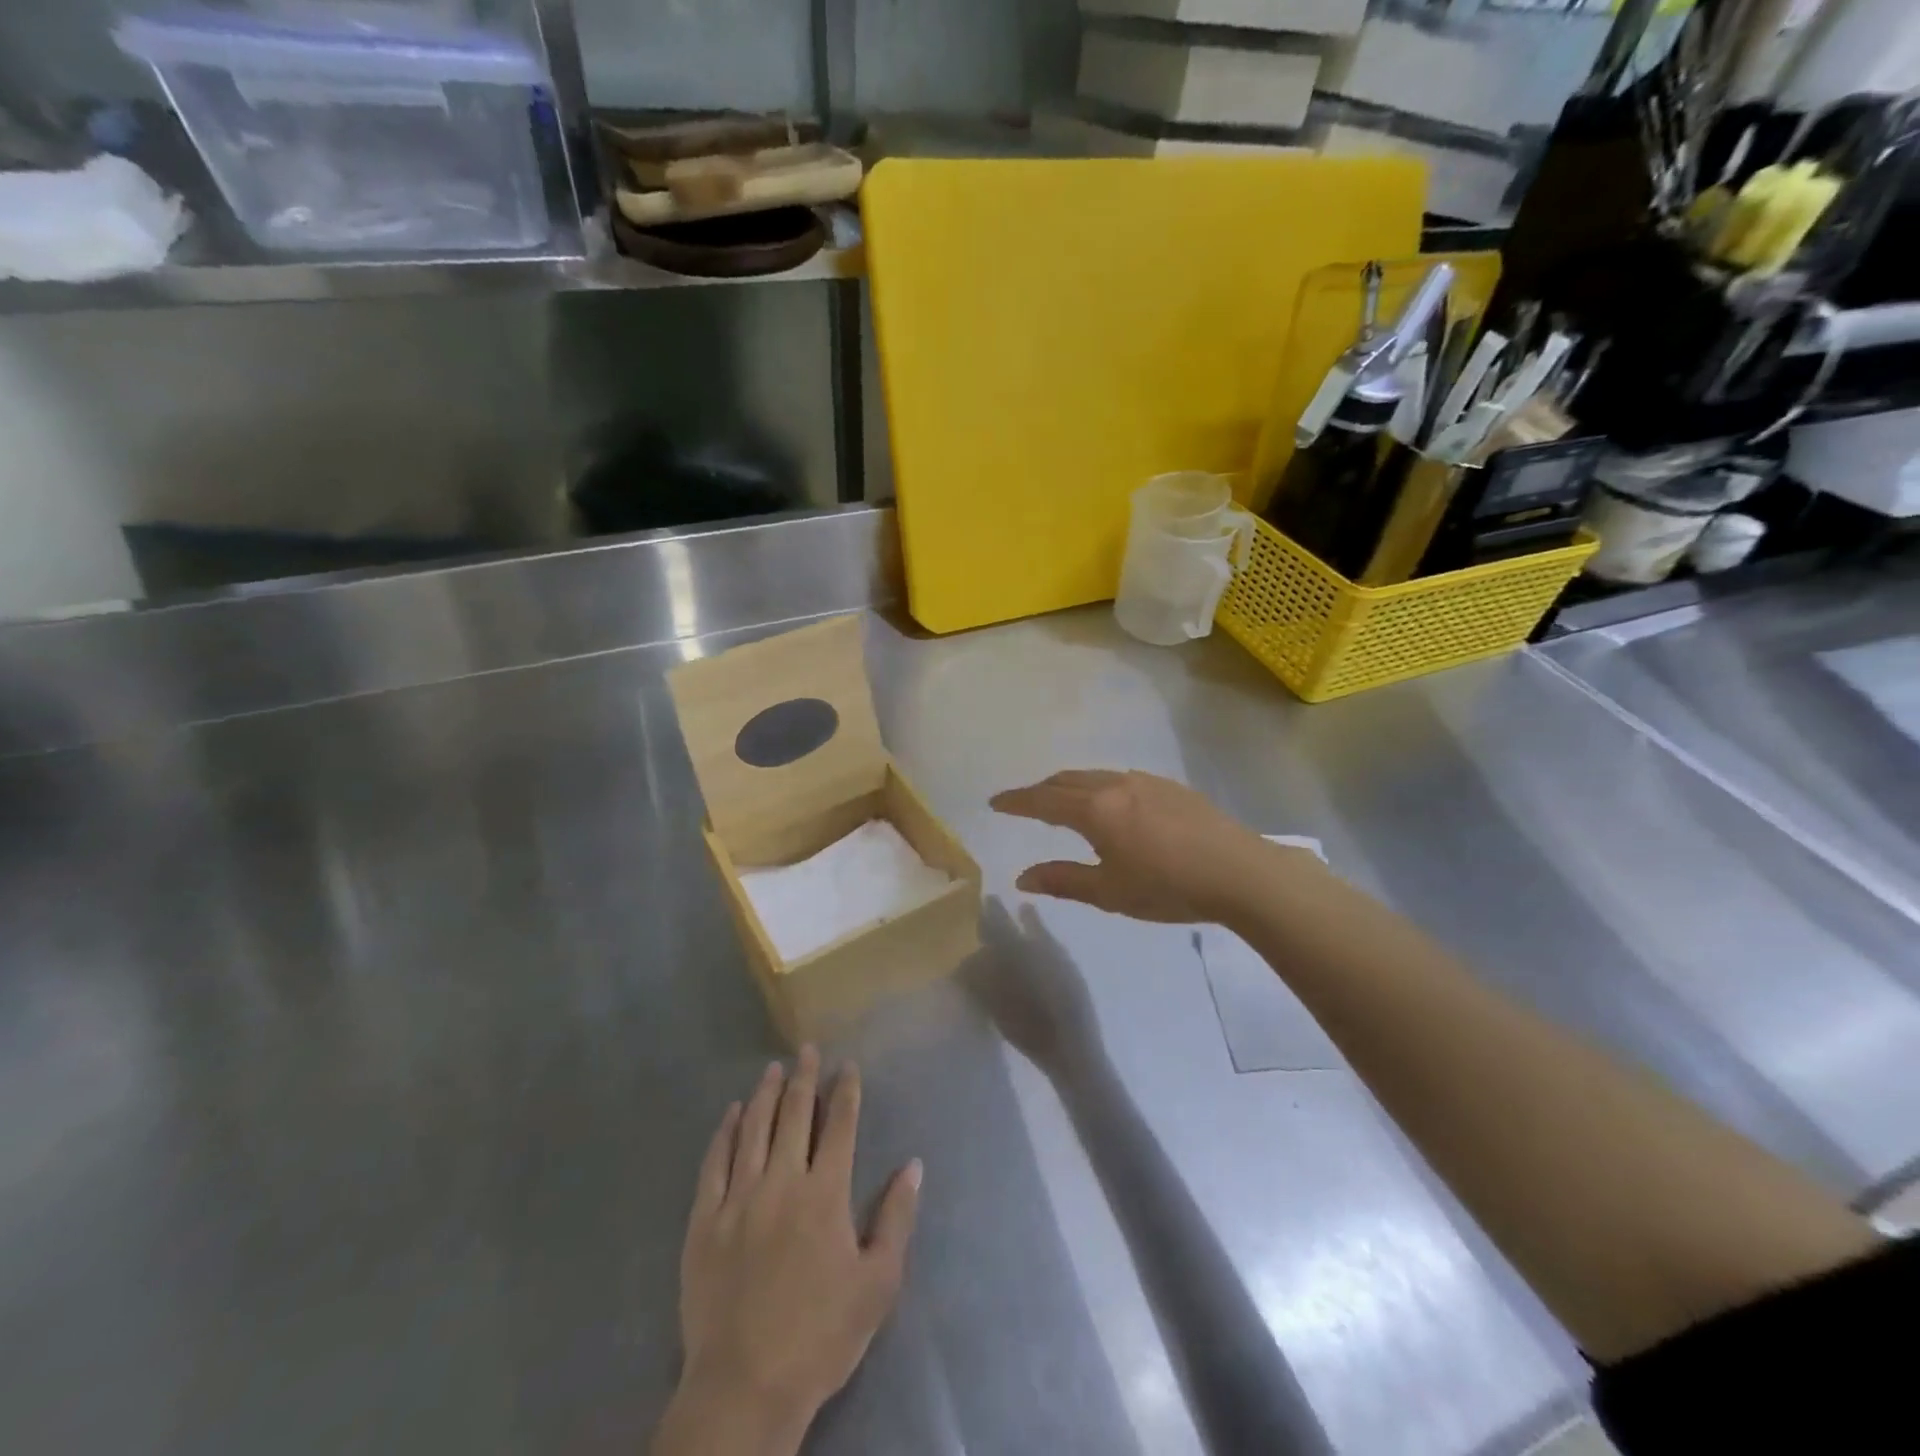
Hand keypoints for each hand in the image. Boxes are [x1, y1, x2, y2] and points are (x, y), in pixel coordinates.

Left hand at [654, 1047, 921, 1455]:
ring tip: (773, 1069)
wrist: (745, 1387)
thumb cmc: (821, 1335)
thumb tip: (913, 1164)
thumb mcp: (878, 1283)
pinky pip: (714, 1163)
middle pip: (795, 1115)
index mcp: (825, 1194)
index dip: (845, 1092)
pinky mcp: (703, 1221)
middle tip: (807, 1049)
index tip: (847, 1066)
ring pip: (753, 1130)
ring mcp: (738, 1199)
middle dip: (804, 1078)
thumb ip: (896, 1218)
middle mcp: (782, 1182)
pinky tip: (731, 1114)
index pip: (839, 1126)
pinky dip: (724, 1133)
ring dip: (765, 1095)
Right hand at [991, 770, 1292, 923]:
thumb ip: (1063, 880)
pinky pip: (1120, 778)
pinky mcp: (1170, 786)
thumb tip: (1022, 878)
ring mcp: (1145, 782)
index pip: (1043, 800)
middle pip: (1066, 780)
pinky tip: (1111, 804)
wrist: (1240, 872)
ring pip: (1095, 776)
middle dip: (1040, 790)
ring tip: (1063, 801)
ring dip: (1070, 785)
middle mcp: (1115, 785)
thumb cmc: (1168, 887)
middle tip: (1024, 803)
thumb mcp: (1110, 892)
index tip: (994, 802)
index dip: (1016, 801)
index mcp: (1095, 810)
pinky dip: (1099, 786)